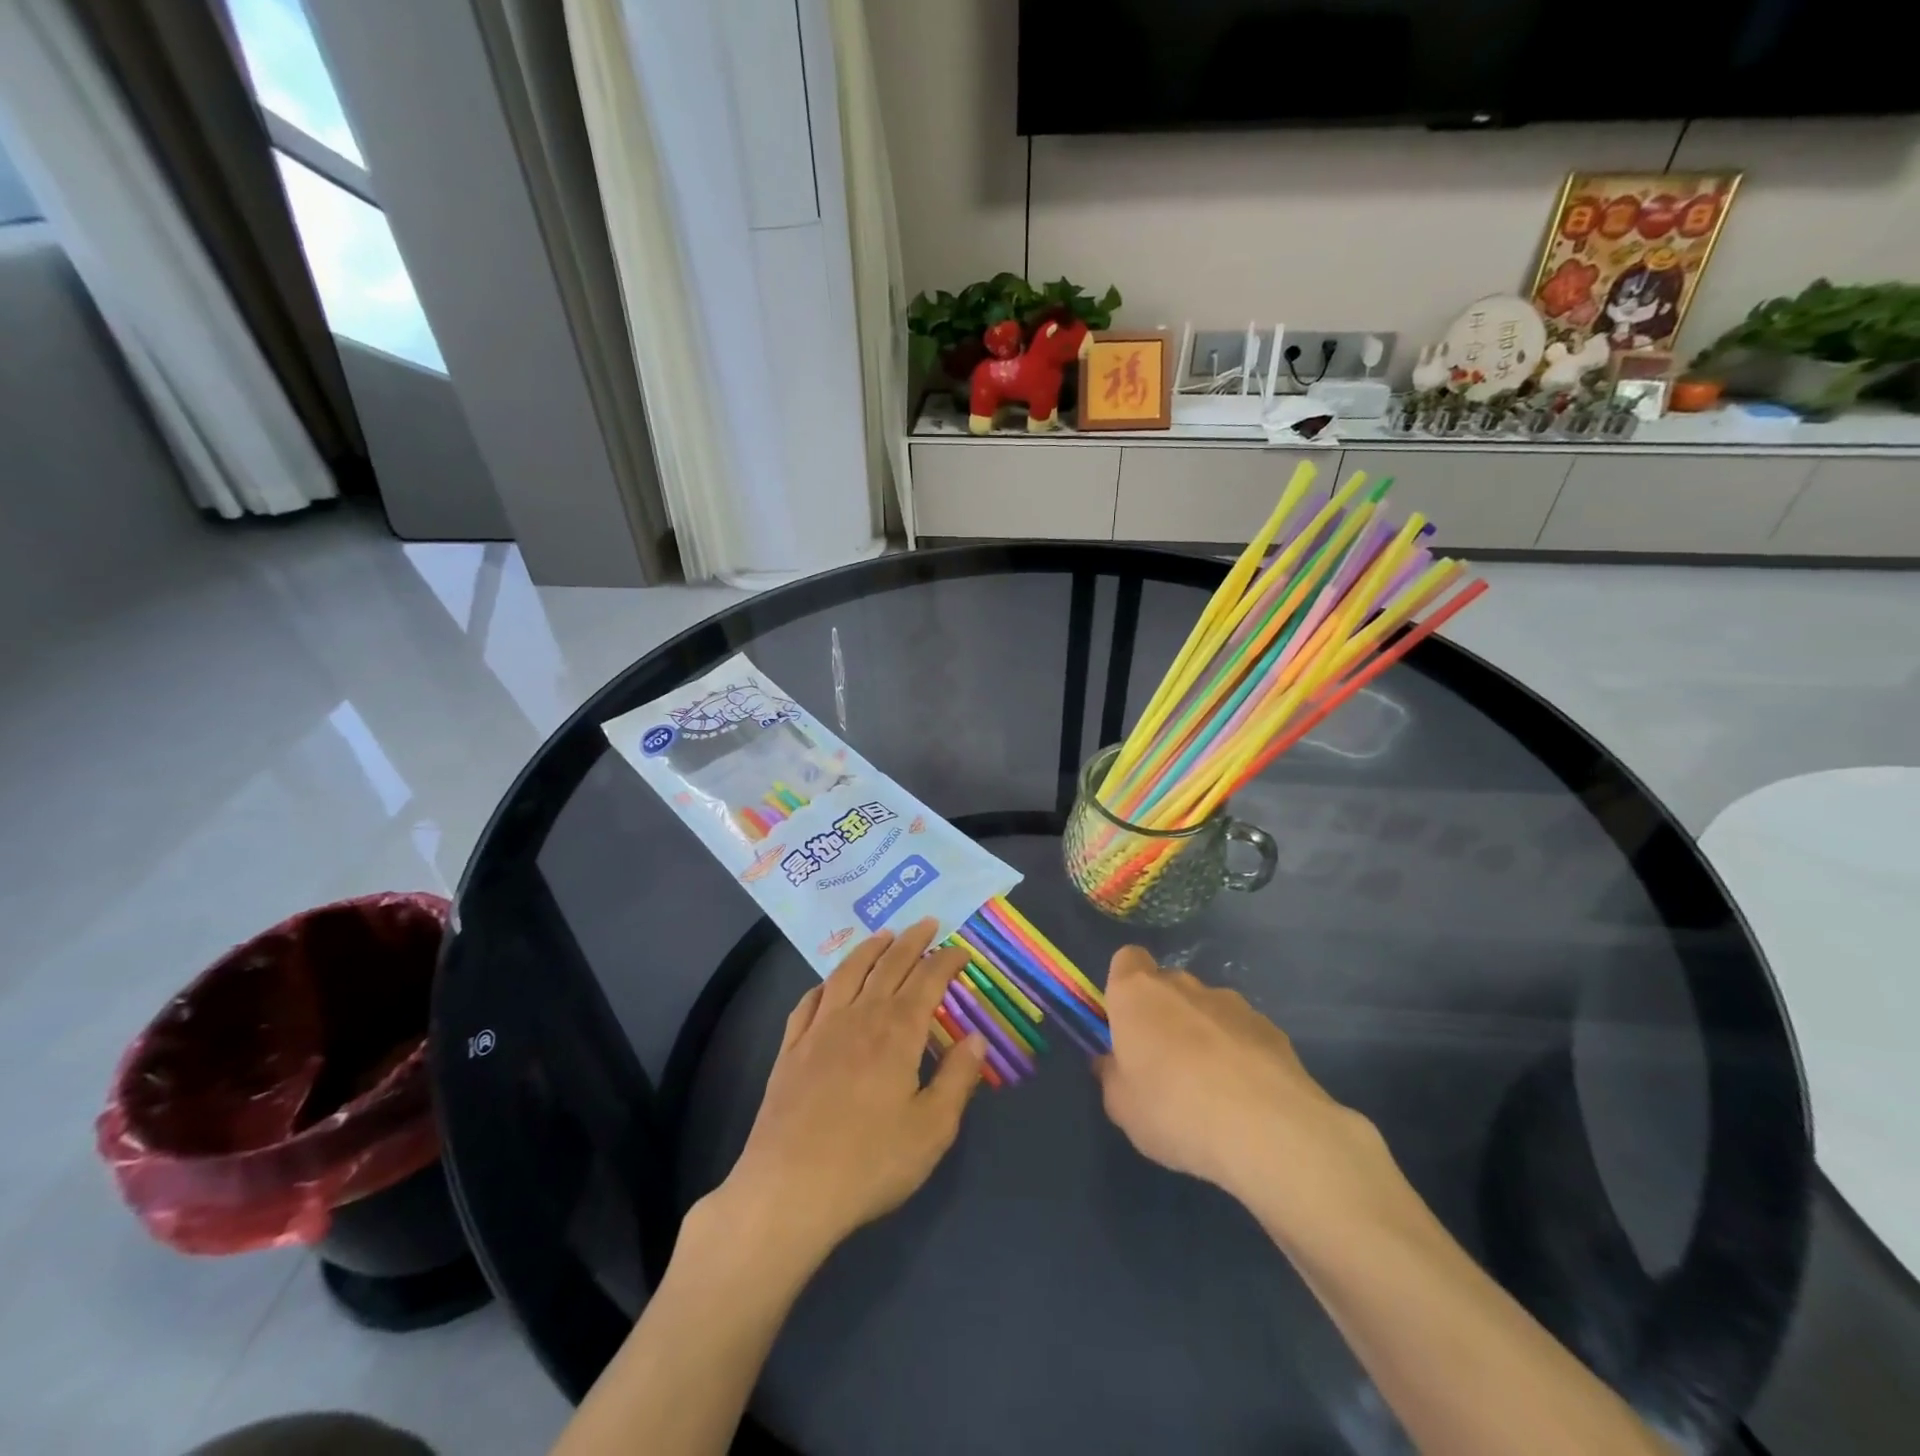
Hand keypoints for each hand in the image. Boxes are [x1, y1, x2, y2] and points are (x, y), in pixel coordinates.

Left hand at [704, 919, 987, 1266]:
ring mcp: (820, 1029)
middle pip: (889, 965)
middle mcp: (860, 1017)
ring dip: (869, 949)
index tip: (961, 951)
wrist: (790, 1190)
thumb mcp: (932, 1129)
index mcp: (897, 1032)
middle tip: (927, 923)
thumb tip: (977, 1037)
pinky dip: (824, 984)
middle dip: (912, 940)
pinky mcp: (790, 1050)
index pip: (928, 980)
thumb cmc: (870, 1163)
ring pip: (848, 973)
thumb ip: (957, 1078)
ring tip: (883, 935)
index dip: (946, 960)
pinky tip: (829, 984)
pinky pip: (809, 1002)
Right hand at [1094, 947, 1387, 1228]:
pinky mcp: (1271, 1029)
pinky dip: (1240, 1054)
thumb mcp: (1122, 1107)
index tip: (1126, 1021)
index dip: (1125, 985)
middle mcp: (1183, 985)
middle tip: (1164, 1063)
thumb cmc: (1173, 1108)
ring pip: (1207, 1009)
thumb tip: (1112, 1064)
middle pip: (1168, 985)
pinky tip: (1245, 1097)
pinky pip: (1243, 1033)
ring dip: (1204, 1034)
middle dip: (1165, 1014)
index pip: (1127, 960)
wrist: (1266, 1127)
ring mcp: (1232, 1003)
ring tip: (1211, 1088)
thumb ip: (1112, 1077)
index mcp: (1137, 993)